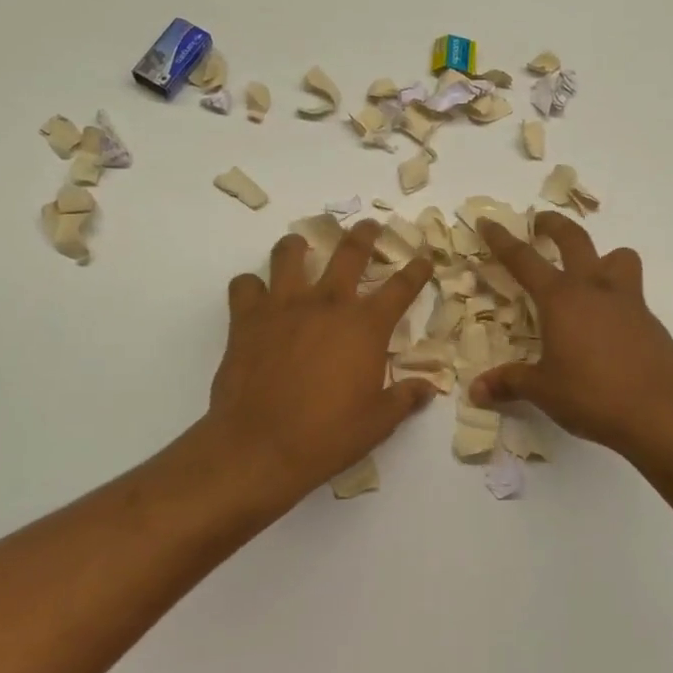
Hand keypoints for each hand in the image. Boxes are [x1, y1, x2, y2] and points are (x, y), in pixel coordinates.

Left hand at [205, 220, 436, 511]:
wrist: (260, 446)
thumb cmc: (327, 435)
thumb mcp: (378, 422)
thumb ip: (405, 398)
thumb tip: (428, 389)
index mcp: (365, 326)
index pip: (401, 287)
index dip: (416, 270)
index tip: (424, 258)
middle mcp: (327, 304)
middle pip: (350, 252)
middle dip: (364, 234)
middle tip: (369, 226)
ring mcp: (283, 306)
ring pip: (290, 254)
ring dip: (298, 246)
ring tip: (300, 245)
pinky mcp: (247, 319)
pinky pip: (244, 285)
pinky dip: (251, 286)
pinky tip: (255, 295)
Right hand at [472, 213, 672, 459]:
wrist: (660, 411)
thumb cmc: (592, 395)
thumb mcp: (543, 391)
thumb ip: (510, 383)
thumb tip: (476, 390)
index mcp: (561, 299)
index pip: (523, 259)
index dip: (502, 240)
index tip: (487, 222)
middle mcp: (594, 289)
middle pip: (574, 239)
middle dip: (554, 226)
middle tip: (540, 223)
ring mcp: (627, 301)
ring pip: (618, 257)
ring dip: (602, 256)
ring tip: (589, 274)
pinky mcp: (650, 321)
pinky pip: (632, 293)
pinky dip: (616, 298)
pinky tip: (607, 327)